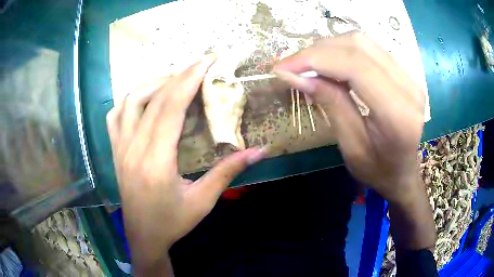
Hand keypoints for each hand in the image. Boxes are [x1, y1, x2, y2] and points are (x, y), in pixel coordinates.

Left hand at [106, 54, 264, 274]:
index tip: (206, 61)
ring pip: (130, 101)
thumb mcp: (203, 201)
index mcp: (156, 161)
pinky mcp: (115, 151)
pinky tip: (144, 99)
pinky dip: (130, 100)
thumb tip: (260, 151)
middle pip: (153, 99)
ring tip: (175, 80)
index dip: (189, 80)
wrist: (143, 237)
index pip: (170, 107)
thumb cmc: (172, 223)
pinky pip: (115, 115)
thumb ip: (228, 171)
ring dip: (153, 84)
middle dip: (178, 75)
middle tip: (199, 64)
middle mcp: (133, 148)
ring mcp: (120, 148)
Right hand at [273, 31, 424, 203]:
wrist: (404, 172)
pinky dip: (343, 51)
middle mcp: (409, 88)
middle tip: (292, 67)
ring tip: (309, 66)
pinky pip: (369, 49)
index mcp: (398, 114)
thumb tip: (295, 75)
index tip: (283, 68)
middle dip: (318, 51)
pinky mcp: (405, 73)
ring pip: (363, 42)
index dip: (315, 59)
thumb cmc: (378, 170)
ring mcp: (409, 77)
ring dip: (329, 48)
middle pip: (358, 46)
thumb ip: (330, 104)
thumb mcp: (351, 146)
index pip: (355, 66)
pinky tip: (330, 65)